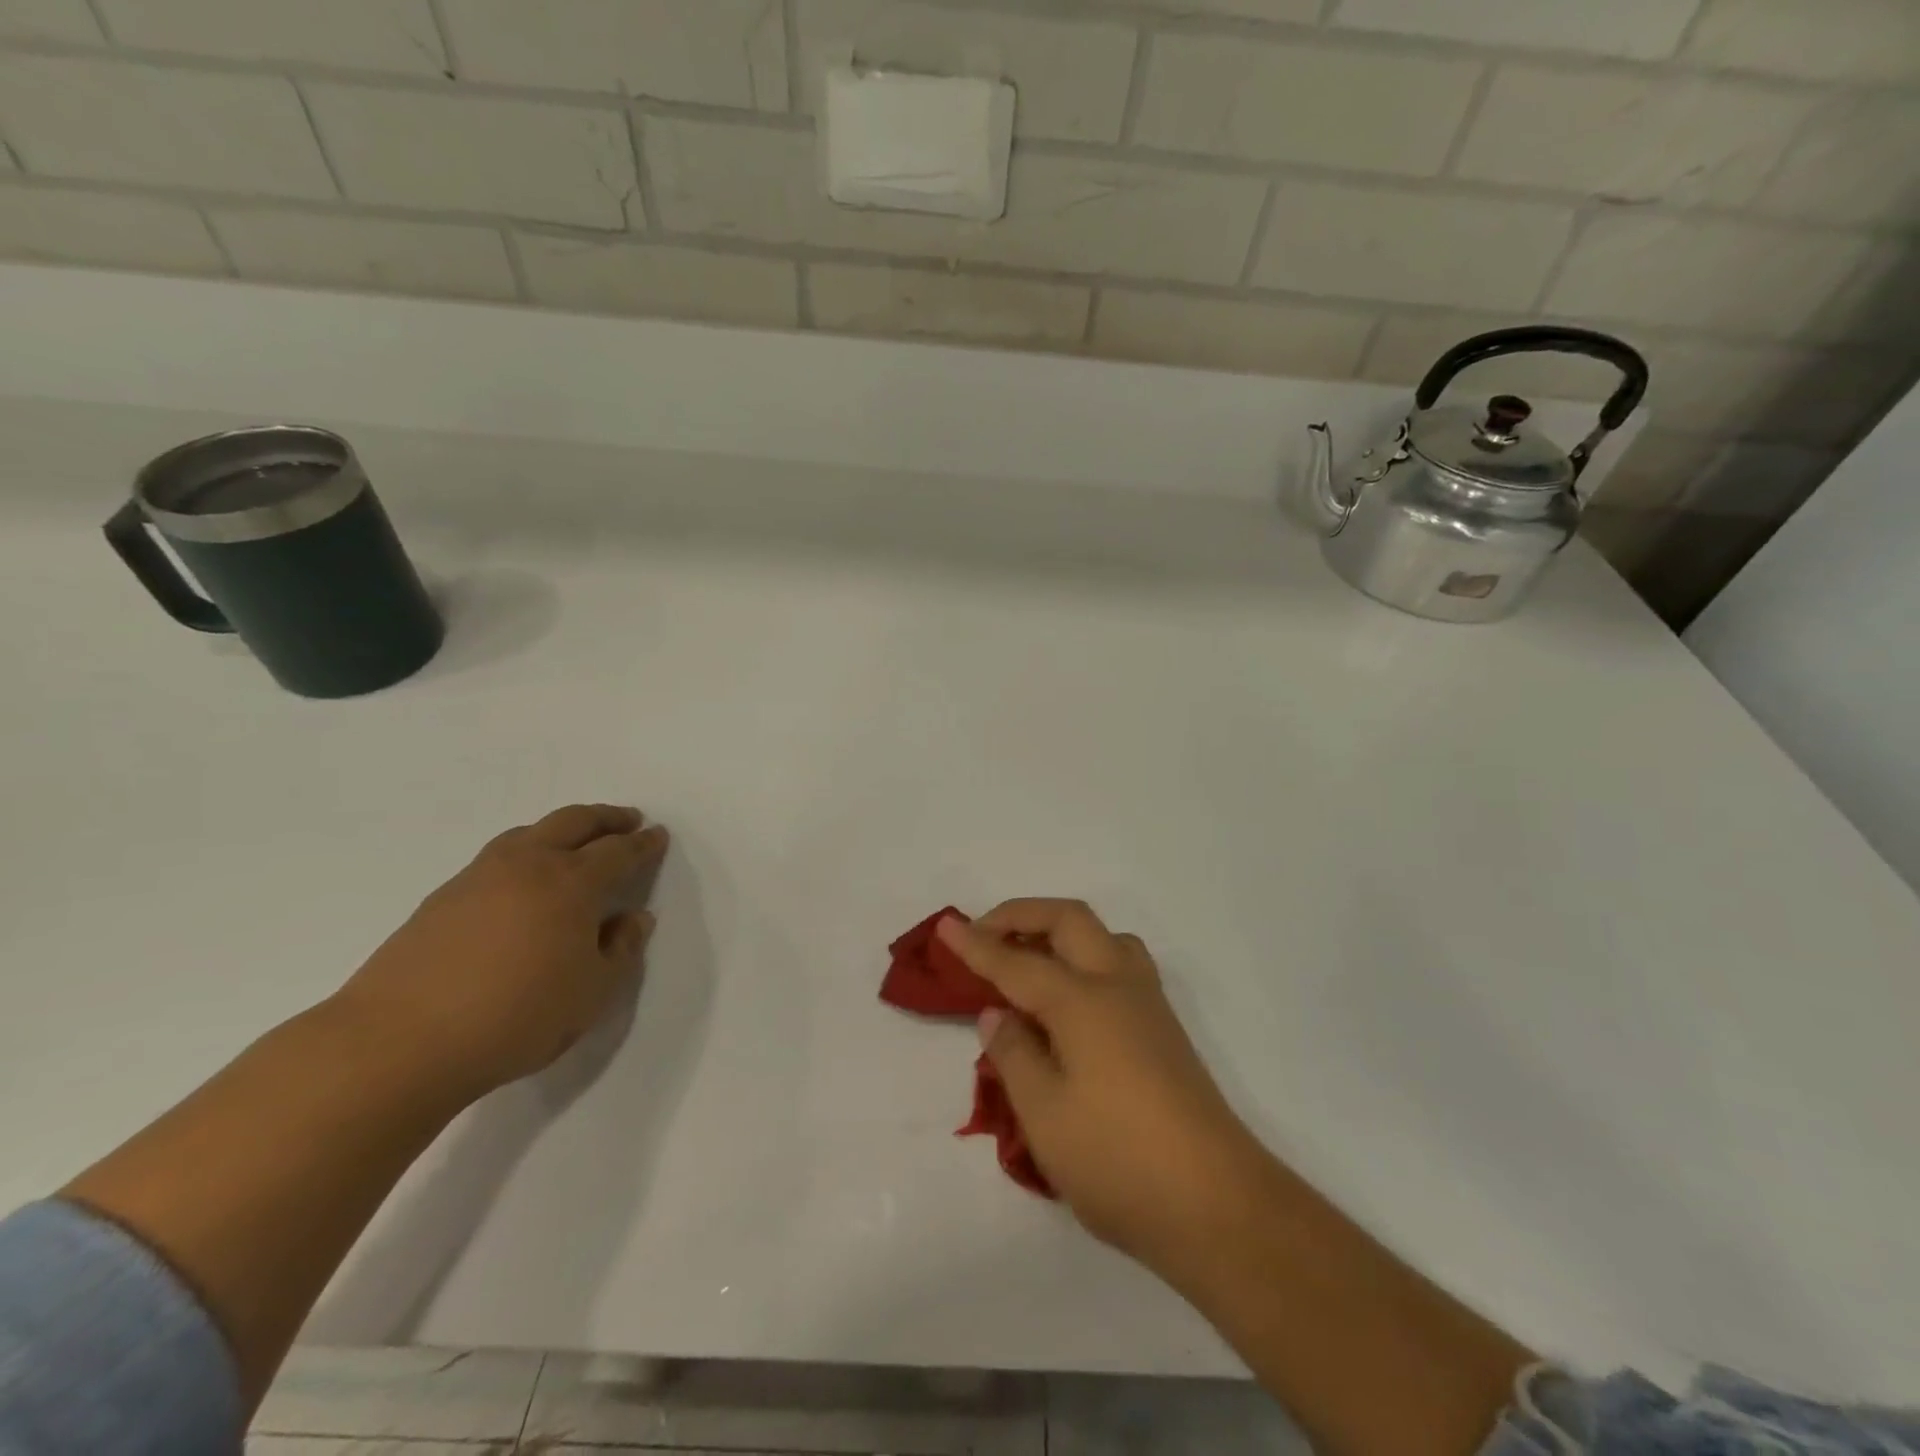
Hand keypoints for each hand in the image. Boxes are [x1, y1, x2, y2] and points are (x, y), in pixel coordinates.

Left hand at [335, 804, 668, 1100]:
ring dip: (562, 828)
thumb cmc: (516, 1017)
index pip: (618, 851)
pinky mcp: (442, 898)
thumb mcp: (592, 993)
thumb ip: (621, 951)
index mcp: (572, 883)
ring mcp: (479, 877)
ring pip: (529, 833)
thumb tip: (633, 919)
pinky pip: (498, 856)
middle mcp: (528, 865)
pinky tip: (523, 881)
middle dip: (606, 817)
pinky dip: (525, 852)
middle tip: (627, 820)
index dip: (643, 844)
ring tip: (576, 841)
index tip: (658, 836)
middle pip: (574, 822)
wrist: (399, 1043)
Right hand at [937, 901, 1265, 1276]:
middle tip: (984, 935)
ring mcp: (1148, 1005)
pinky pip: (1119, 964)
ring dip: (1060, 933)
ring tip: (1028, 962)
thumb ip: (1015, 1055)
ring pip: (1103, 937)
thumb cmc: (1118, 1160)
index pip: (1016, 961)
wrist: (1218, 1206)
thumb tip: (998, 1015)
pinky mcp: (1164, 1030)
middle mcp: (1118, 986)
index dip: (976, 945)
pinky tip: (1069, 1001)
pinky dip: (1084, 958)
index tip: (945, 926)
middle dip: (1022, 916)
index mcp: (1083, 1001)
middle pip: (1069, 920)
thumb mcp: (1045, 1116)